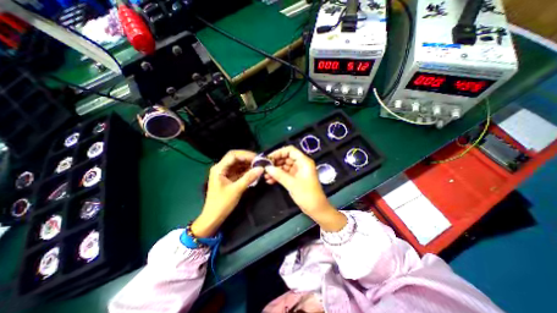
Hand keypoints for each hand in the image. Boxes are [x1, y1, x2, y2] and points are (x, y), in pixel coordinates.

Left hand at [192, 149, 263, 236]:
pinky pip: (238, 171)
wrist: (213, 217)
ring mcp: (224, 173)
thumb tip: (261, 168)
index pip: (233, 155)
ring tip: (258, 166)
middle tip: (259, 161)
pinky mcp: (228, 178)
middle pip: (235, 158)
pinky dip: (245, 170)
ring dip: (247, 164)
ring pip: (237, 164)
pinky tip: (253, 172)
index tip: (257, 159)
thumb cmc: (222, 203)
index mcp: (219, 168)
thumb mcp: (237, 190)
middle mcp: (221, 168)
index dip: (246, 155)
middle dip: (247, 158)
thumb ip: (249, 178)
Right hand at [264, 145, 346, 230]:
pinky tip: (270, 181)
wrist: (316, 209)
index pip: (290, 151)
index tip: (269, 158)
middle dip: (275, 163)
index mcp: (304, 161)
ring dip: (275, 170)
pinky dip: (278, 176)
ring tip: (265, 176)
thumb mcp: (292, 183)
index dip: (279, 152)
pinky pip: (285, 174)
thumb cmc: (307, 194)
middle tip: (265, 168)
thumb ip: (279, 174)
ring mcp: (298, 171)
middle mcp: (301, 164)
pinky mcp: (295, 178)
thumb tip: (267, 168)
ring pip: (284, 166)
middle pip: (286, 158)